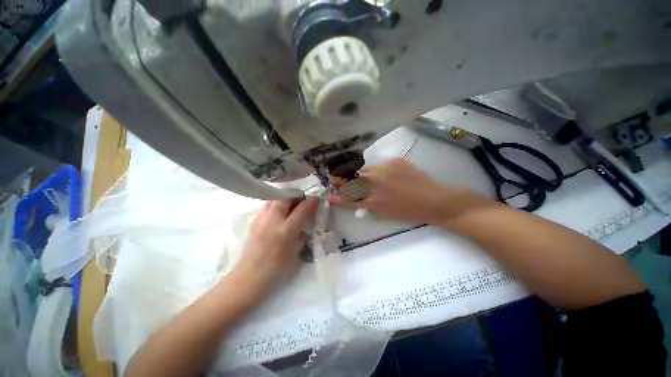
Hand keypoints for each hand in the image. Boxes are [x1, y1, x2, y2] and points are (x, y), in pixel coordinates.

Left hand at [237, 197, 318, 287]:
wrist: (252, 273)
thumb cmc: (278, 266)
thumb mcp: (296, 249)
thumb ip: (302, 233)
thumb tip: (305, 222)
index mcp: (286, 229)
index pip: (302, 209)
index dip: (311, 201)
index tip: (315, 198)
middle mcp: (273, 219)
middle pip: (285, 197)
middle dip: (296, 194)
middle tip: (301, 198)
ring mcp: (262, 218)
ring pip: (274, 197)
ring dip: (284, 197)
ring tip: (290, 202)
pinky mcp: (254, 220)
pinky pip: (267, 205)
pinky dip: (275, 203)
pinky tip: (278, 212)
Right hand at [328, 159, 477, 224]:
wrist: (434, 201)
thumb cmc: (409, 212)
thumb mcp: (384, 213)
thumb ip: (369, 204)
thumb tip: (358, 196)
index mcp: (372, 202)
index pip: (348, 199)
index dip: (337, 197)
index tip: (329, 195)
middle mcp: (375, 184)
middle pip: (351, 180)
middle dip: (341, 179)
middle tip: (335, 178)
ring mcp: (384, 170)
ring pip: (364, 170)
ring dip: (357, 173)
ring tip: (356, 175)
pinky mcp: (395, 161)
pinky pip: (380, 165)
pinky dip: (377, 170)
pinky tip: (385, 175)